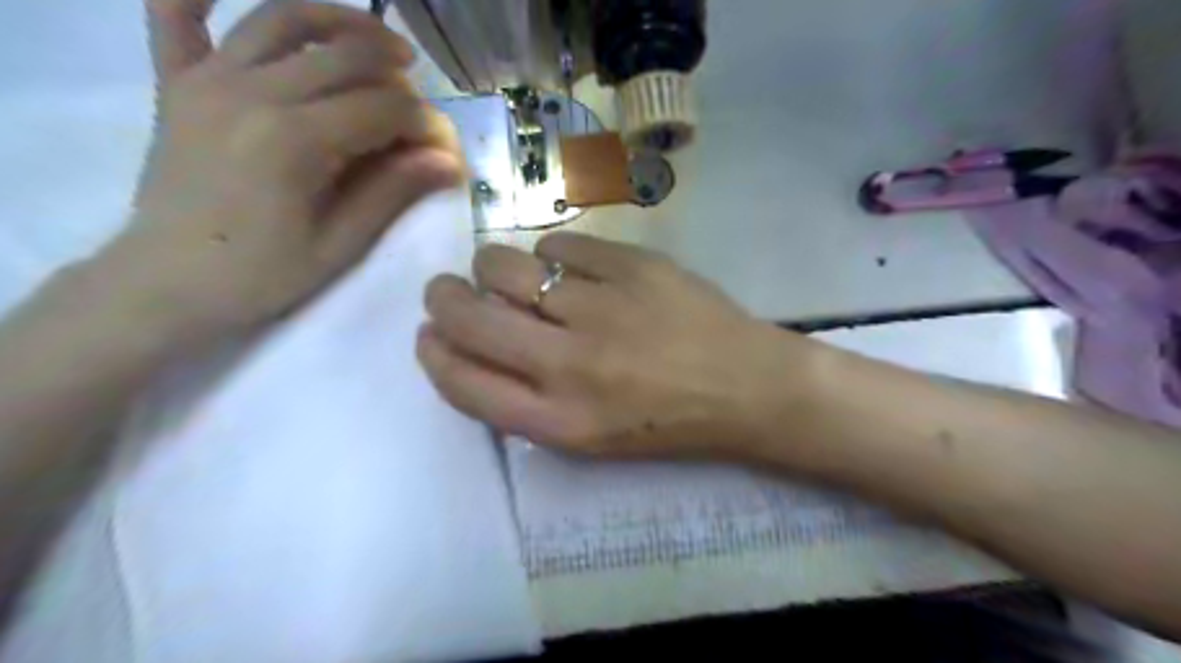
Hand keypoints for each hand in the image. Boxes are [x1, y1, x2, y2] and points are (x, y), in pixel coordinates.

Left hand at [86, 0, 463, 349]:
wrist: (167, 283)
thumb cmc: (261, 274)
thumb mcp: (340, 244)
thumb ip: (393, 192)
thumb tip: (448, 161)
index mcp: (296, 140)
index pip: (384, 108)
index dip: (427, 124)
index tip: (446, 151)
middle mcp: (254, 92)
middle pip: (346, 56)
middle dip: (398, 76)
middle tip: (420, 106)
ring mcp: (208, 80)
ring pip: (282, 20)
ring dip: (341, 22)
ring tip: (381, 44)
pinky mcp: (176, 83)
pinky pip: (175, 15)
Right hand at [418, 233, 822, 459]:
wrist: (745, 387)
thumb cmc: (667, 421)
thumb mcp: (590, 436)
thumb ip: (528, 400)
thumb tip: (479, 345)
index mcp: (558, 421)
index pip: (462, 381)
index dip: (434, 352)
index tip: (430, 333)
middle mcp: (569, 365)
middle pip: (469, 316)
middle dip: (444, 297)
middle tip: (451, 290)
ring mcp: (601, 309)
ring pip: (504, 266)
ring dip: (491, 266)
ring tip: (511, 274)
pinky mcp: (631, 266)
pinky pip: (559, 246)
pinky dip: (552, 256)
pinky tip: (570, 269)